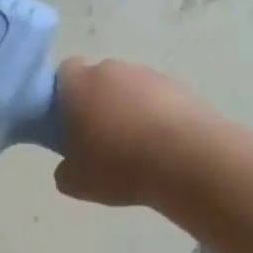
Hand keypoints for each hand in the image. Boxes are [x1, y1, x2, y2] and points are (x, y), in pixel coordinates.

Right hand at [53, 58, 208, 208]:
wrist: (190, 161)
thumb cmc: (119, 166)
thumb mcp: (76, 181)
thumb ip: (64, 169)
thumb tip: (71, 165)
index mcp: (79, 84)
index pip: (63, 73)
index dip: (62, 95)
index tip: (65, 122)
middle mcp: (114, 70)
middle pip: (98, 80)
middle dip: (96, 103)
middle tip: (97, 139)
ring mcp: (151, 76)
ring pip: (130, 90)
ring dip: (128, 111)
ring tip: (134, 148)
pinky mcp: (183, 89)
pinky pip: (159, 101)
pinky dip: (156, 118)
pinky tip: (160, 148)